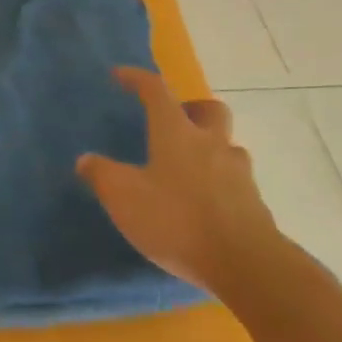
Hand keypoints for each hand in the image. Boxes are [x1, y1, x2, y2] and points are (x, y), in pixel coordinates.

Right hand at [76, 68, 283, 293]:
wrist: (246, 265)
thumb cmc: (177, 220)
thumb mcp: (123, 197)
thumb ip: (101, 174)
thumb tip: (86, 160)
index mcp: (177, 132)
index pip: (156, 90)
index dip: (137, 78)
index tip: (120, 76)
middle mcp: (211, 143)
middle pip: (209, 110)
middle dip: (191, 108)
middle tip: (173, 122)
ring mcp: (238, 174)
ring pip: (227, 146)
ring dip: (210, 149)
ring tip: (189, 169)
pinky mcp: (255, 205)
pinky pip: (236, 182)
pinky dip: (220, 184)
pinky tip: (204, 205)